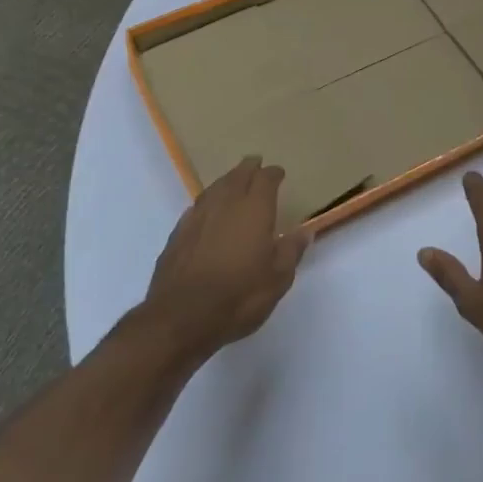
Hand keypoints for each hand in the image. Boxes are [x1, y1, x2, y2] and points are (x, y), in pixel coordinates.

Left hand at [143, 157, 309, 360]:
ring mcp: (197, 217)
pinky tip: (206, 210)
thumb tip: (305, 231)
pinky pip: (196, 207)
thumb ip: (291, 251)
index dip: (273, 174)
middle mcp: (225, 204)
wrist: (181, 318)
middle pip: (237, 176)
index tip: (279, 173)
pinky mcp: (177, 234)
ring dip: (226, 181)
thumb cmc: (239, 296)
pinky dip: (206, 203)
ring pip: (214, 188)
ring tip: (232, 180)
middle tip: (255, 163)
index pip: (265, 180)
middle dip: (248, 168)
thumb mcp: (278, 279)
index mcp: (254, 209)